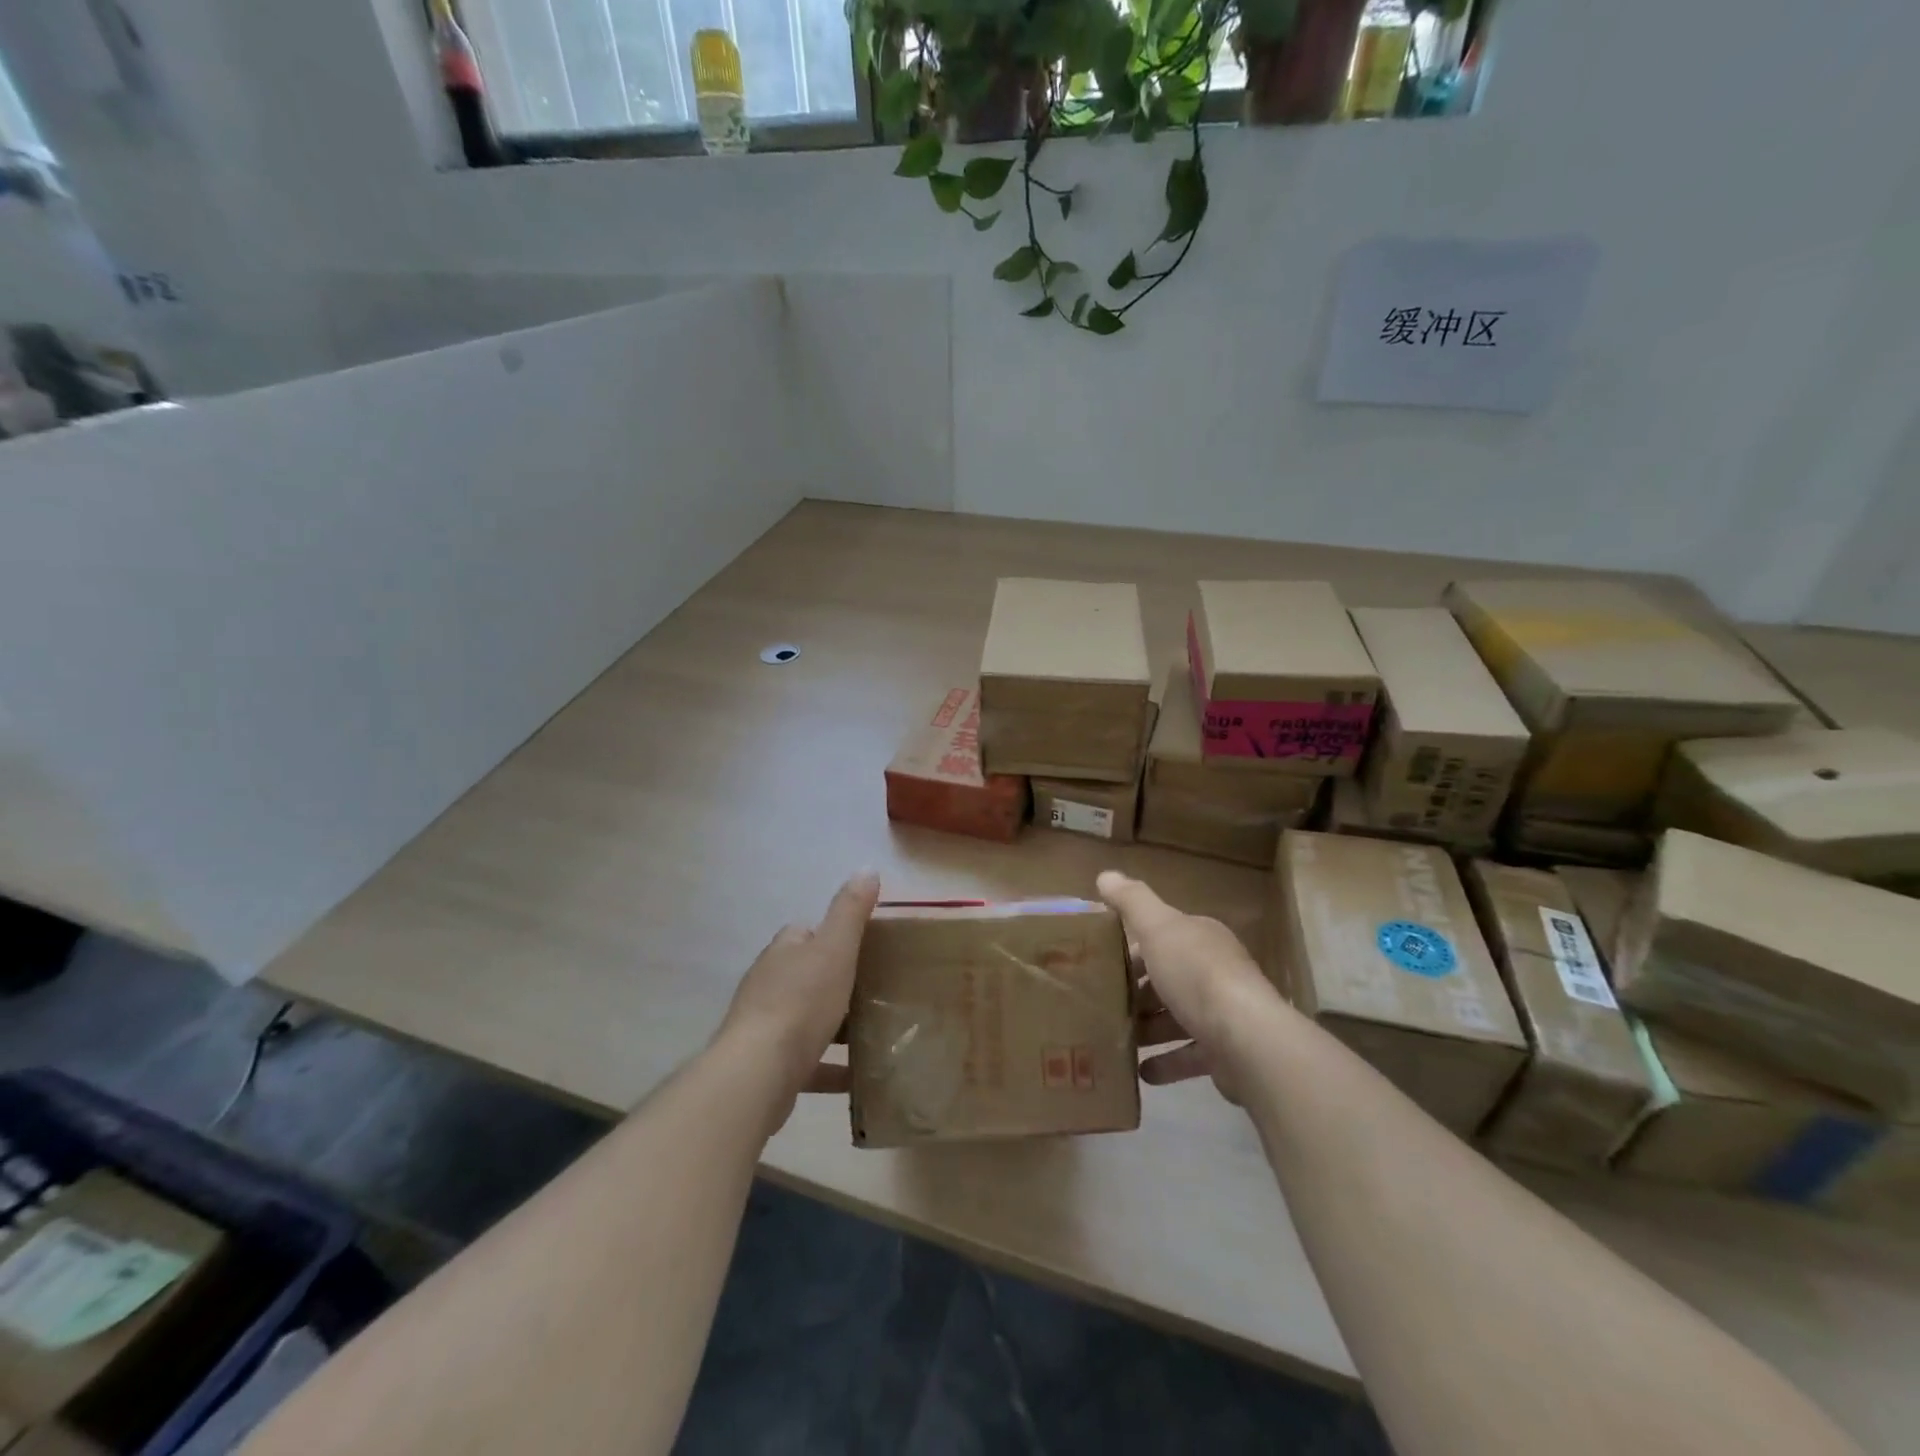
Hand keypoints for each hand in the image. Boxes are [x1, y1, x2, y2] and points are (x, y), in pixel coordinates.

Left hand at [716, 873, 880, 1114]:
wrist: (758, 1073)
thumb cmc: (801, 1002)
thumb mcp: (835, 949)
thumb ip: (851, 910)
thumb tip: (867, 868)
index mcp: (783, 952)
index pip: (805, 932)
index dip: (832, 935)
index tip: (865, 946)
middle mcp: (768, 984)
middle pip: (805, 975)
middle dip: (835, 981)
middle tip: (876, 990)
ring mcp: (764, 1027)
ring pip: (805, 1019)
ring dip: (834, 1026)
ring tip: (873, 1032)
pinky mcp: (768, 1067)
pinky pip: (807, 1063)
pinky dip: (831, 1068)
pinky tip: (857, 1077)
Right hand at [1097, 870, 1279, 1100]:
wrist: (1246, 1038)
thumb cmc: (1196, 974)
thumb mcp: (1157, 928)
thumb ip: (1131, 901)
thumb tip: (1105, 875)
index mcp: (1201, 938)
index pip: (1161, 937)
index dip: (1131, 948)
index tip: (1100, 963)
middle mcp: (1215, 971)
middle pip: (1167, 977)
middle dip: (1136, 991)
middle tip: (1101, 1003)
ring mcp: (1223, 1013)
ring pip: (1176, 1017)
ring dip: (1148, 1028)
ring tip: (1115, 1037)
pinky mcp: (1225, 1052)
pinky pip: (1188, 1055)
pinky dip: (1165, 1061)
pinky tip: (1140, 1071)